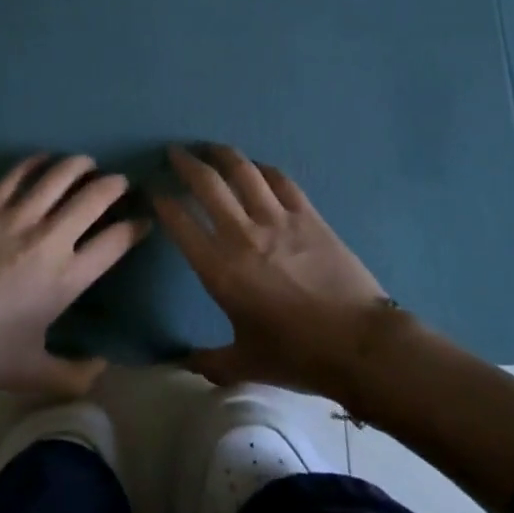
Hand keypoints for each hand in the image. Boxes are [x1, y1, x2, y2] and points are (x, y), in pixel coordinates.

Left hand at [0, 154, 147, 397]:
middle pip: (95, 196)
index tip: (142, 221)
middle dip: (115, 185)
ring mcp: (17, 217)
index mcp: (66, 279)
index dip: (135, 227)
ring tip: (88, 164)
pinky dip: (36, 162)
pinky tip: (43, 161)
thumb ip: (74, 375)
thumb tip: (102, 368)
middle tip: (120, 184)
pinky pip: (18, 173)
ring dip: (81, 164)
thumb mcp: (30, 373)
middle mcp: (50, 239)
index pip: (116, 241)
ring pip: (60, 174)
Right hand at [152, 143, 388, 398]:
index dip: (163, 203)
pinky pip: (280, 180)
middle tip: (175, 153)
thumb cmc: (297, 355)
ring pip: (243, 171)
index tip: (155, 192)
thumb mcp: (245, 364)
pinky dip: (262, 169)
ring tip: (210, 147)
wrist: (359, 343)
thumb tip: (182, 362)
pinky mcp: (308, 214)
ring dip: (222, 154)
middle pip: (208, 184)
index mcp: (220, 270)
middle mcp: (243, 234)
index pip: (180, 224)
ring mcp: (277, 219)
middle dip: (186, 164)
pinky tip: (255, 167)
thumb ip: (208, 361)